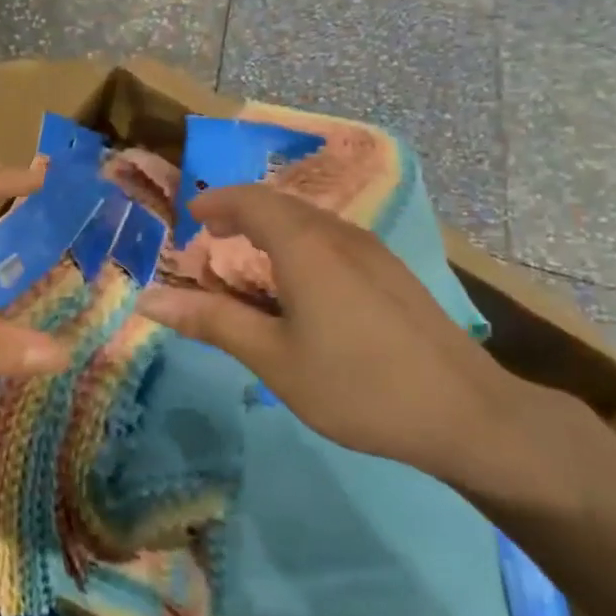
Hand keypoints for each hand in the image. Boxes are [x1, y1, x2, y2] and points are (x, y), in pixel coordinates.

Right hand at [136, 186, 569, 499]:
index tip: (191, 216)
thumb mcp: (272, 358)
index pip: (251, 200)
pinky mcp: (394, 274)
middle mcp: (340, 235)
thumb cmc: (356, 385)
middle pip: (281, 205)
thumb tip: (149, 299)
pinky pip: (333, 241)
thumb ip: (211, 321)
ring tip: (248, 260)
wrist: (466, 414)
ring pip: (310, 222)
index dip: (217, 202)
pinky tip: (300, 286)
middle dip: (241, 213)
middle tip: (211, 236)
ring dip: (272, 229)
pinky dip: (300, 245)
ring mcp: (374, 253)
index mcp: (305, 246)